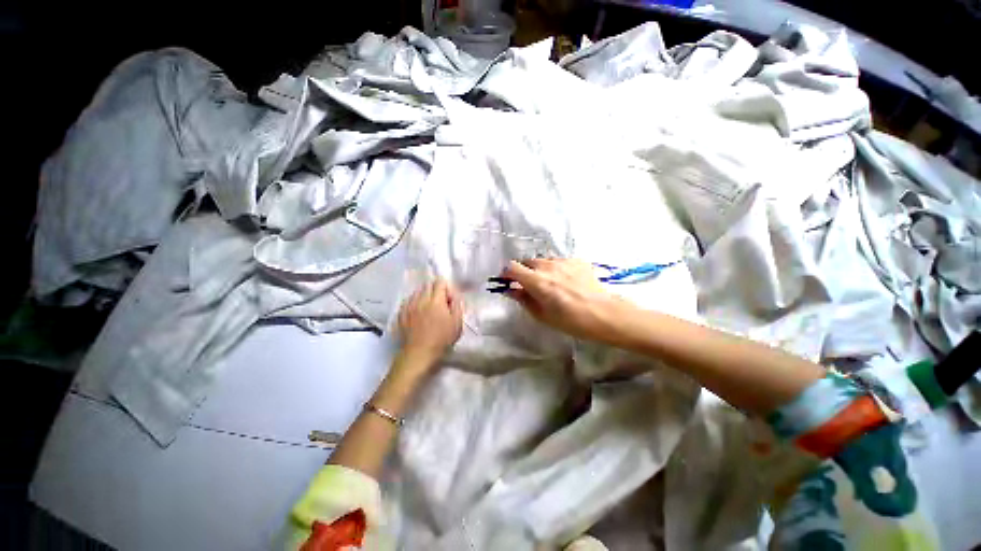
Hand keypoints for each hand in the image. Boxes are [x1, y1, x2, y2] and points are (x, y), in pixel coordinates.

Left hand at [397, 279, 463, 367]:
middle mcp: (421, 299)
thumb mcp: (457, 324)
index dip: (447, 289)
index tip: (449, 300)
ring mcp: (409, 306)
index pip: (440, 282)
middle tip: (440, 304)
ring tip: (428, 308)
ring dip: (424, 296)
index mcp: (436, 300)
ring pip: (417, 292)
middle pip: (428, 285)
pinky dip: (414, 303)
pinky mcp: (401, 314)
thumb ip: (457, 306)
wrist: (418, 354)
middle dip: (436, 291)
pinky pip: (408, 301)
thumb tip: (454, 297)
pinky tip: (418, 314)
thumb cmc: (441, 340)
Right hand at [502, 258, 628, 342]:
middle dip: (524, 271)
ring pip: (543, 260)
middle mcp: (547, 266)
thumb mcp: (542, 315)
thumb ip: (523, 299)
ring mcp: (563, 261)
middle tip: (529, 286)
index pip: (512, 267)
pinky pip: (559, 261)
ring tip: (550, 283)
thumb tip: (510, 289)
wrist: (605, 313)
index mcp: (536, 280)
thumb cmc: (571, 320)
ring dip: (540, 269)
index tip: (507, 282)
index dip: (507, 273)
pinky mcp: (577, 260)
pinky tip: (566, 281)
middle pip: (527, 261)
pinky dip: (556, 269)